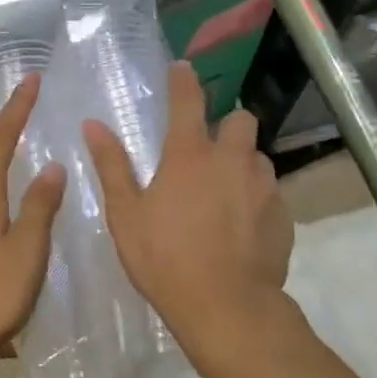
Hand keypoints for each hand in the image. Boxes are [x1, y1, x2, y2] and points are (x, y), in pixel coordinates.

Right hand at [85, 61, 293, 373]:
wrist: (227, 309)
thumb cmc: (165, 258)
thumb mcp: (126, 214)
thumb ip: (112, 165)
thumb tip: (93, 125)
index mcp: (190, 154)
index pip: (188, 100)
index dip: (183, 80)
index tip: (182, 68)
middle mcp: (232, 160)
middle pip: (241, 119)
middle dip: (227, 125)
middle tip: (209, 150)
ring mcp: (264, 187)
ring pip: (258, 157)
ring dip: (243, 164)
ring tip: (225, 193)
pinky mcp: (284, 215)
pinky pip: (271, 192)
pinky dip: (257, 199)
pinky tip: (242, 226)